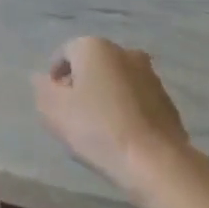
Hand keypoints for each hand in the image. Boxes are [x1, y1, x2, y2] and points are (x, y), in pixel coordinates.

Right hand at [33, 36, 190, 195]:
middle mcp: (125, 52)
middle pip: (93, 64)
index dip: (54, 76)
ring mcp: (150, 74)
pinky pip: (135, 98)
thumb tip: (42, 79)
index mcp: (95, 47)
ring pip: (116, 80)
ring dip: (104, 95)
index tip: (52, 102)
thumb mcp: (53, 110)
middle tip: (71, 114)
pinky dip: (124, 108)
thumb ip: (42, 89)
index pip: (65, 53)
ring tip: (96, 126)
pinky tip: (119, 133)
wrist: (153, 160)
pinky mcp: (166, 98)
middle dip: (80, 84)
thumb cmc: (96, 128)